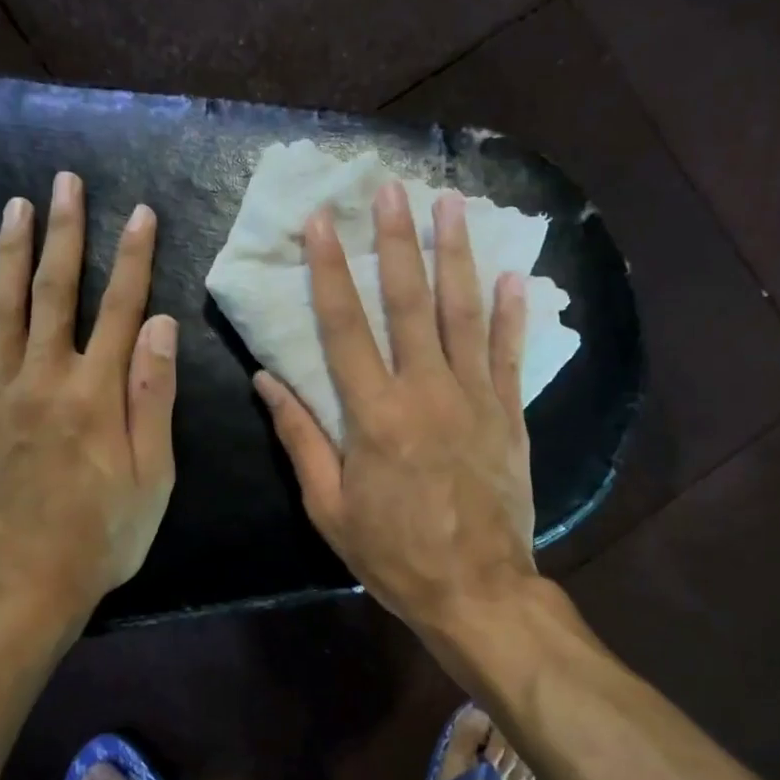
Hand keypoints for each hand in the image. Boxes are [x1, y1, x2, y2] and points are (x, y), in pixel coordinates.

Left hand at [0, 171, 176, 633]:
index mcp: (95, 395)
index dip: (132, 258)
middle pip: (54, 293)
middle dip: (64, 234)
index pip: (120, 310)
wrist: (30, 582)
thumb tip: (160, 325)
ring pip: (1, 310)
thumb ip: (154, 398)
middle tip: (65, 183)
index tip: (140, 213)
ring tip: (17, 207)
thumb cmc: (106, 534)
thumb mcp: (153, 475)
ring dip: (9, 253)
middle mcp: (43, 381)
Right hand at [254, 182, 537, 635]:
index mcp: (374, 415)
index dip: (330, 272)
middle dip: (397, 242)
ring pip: (464, 314)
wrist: (476, 591)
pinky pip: (510, 354)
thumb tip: (267, 381)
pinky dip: (511, 314)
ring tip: (452, 206)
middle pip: (409, 303)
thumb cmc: (393, 555)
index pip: (344, 327)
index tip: (322, 222)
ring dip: (456, 256)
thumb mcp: (330, 508)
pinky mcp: (510, 416)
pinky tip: (512, 276)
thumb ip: (300, 439)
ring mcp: (475, 400)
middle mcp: (426, 392)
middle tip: (391, 188)